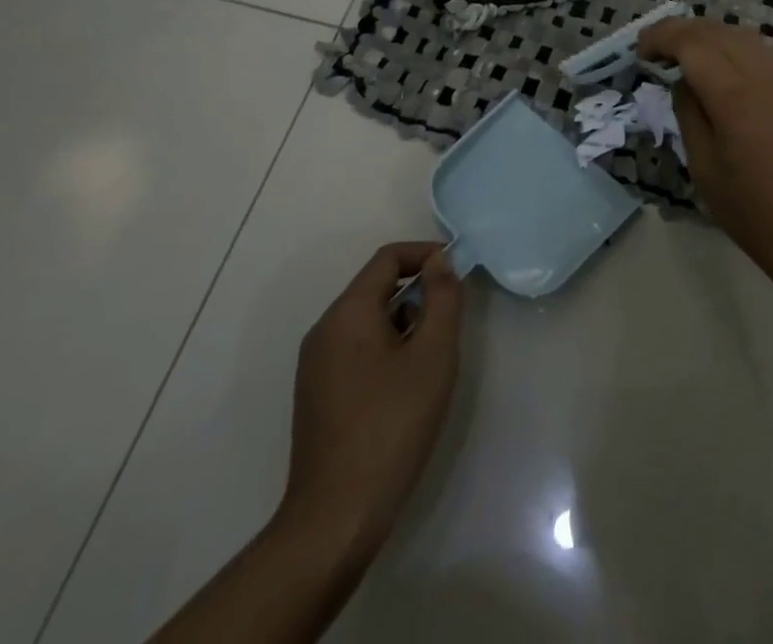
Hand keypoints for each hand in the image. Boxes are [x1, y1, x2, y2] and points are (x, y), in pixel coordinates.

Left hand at [275, 242, 463, 564]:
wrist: (335, 518)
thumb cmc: (392, 425)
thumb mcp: (433, 355)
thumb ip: (442, 299)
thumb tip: (439, 262)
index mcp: (347, 313)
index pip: (388, 258)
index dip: (425, 254)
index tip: (458, 272)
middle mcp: (324, 330)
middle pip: (376, 288)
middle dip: (418, 293)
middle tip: (451, 322)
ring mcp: (315, 365)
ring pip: (367, 321)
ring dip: (404, 324)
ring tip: (431, 361)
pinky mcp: (316, 395)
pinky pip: (356, 350)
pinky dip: (386, 349)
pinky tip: (405, 388)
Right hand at [637, 18, 772, 290]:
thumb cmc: (755, 215)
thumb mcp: (705, 170)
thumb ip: (690, 116)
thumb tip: (683, 83)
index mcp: (736, 98)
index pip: (693, 44)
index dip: (662, 37)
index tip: (639, 50)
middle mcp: (764, 78)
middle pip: (719, 32)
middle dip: (682, 30)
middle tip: (654, 48)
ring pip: (744, 37)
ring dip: (709, 35)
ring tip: (683, 53)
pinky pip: (762, 55)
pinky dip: (733, 48)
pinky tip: (720, 70)